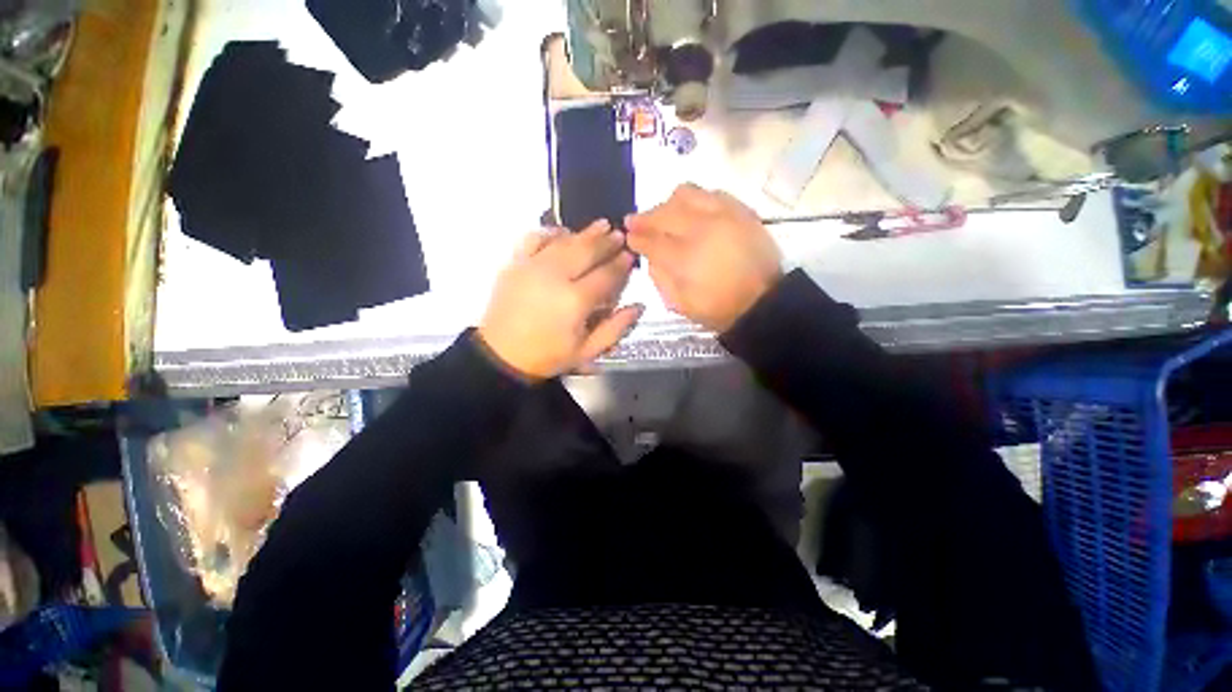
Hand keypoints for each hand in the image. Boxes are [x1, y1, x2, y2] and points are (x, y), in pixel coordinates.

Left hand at [478, 221, 643, 378]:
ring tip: (601, 225)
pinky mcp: (515, 263)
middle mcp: (555, 276)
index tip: (630, 256)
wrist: (502, 355)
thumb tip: (638, 306)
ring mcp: (533, 266)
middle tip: (620, 235)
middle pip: (587, 251)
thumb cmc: (548, 356)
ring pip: (565, 241)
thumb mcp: (587, 352)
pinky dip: (551, 232)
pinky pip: (534, 238)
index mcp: (576, 301)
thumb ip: (615, 328)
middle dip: (607, 242)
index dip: (621, 264)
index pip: (606, 275)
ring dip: (585, 232)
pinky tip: (563, 233)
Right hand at [626, 185, 782, 332]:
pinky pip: (712, 193)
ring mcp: (723, 216)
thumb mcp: (681, 304)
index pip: (652, 241)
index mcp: (685, 259)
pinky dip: (696, 199)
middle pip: (665, 213)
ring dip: (668, 203)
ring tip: (664, 214)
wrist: (763, 300)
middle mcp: (701, 230)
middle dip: (645, 217)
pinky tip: (691, 211)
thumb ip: (660, 279)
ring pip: (686, 194)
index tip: (628, 234)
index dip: (637, 237)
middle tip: (635, 220)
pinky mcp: (741, 211)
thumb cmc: (719, 308)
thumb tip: (650, 257)